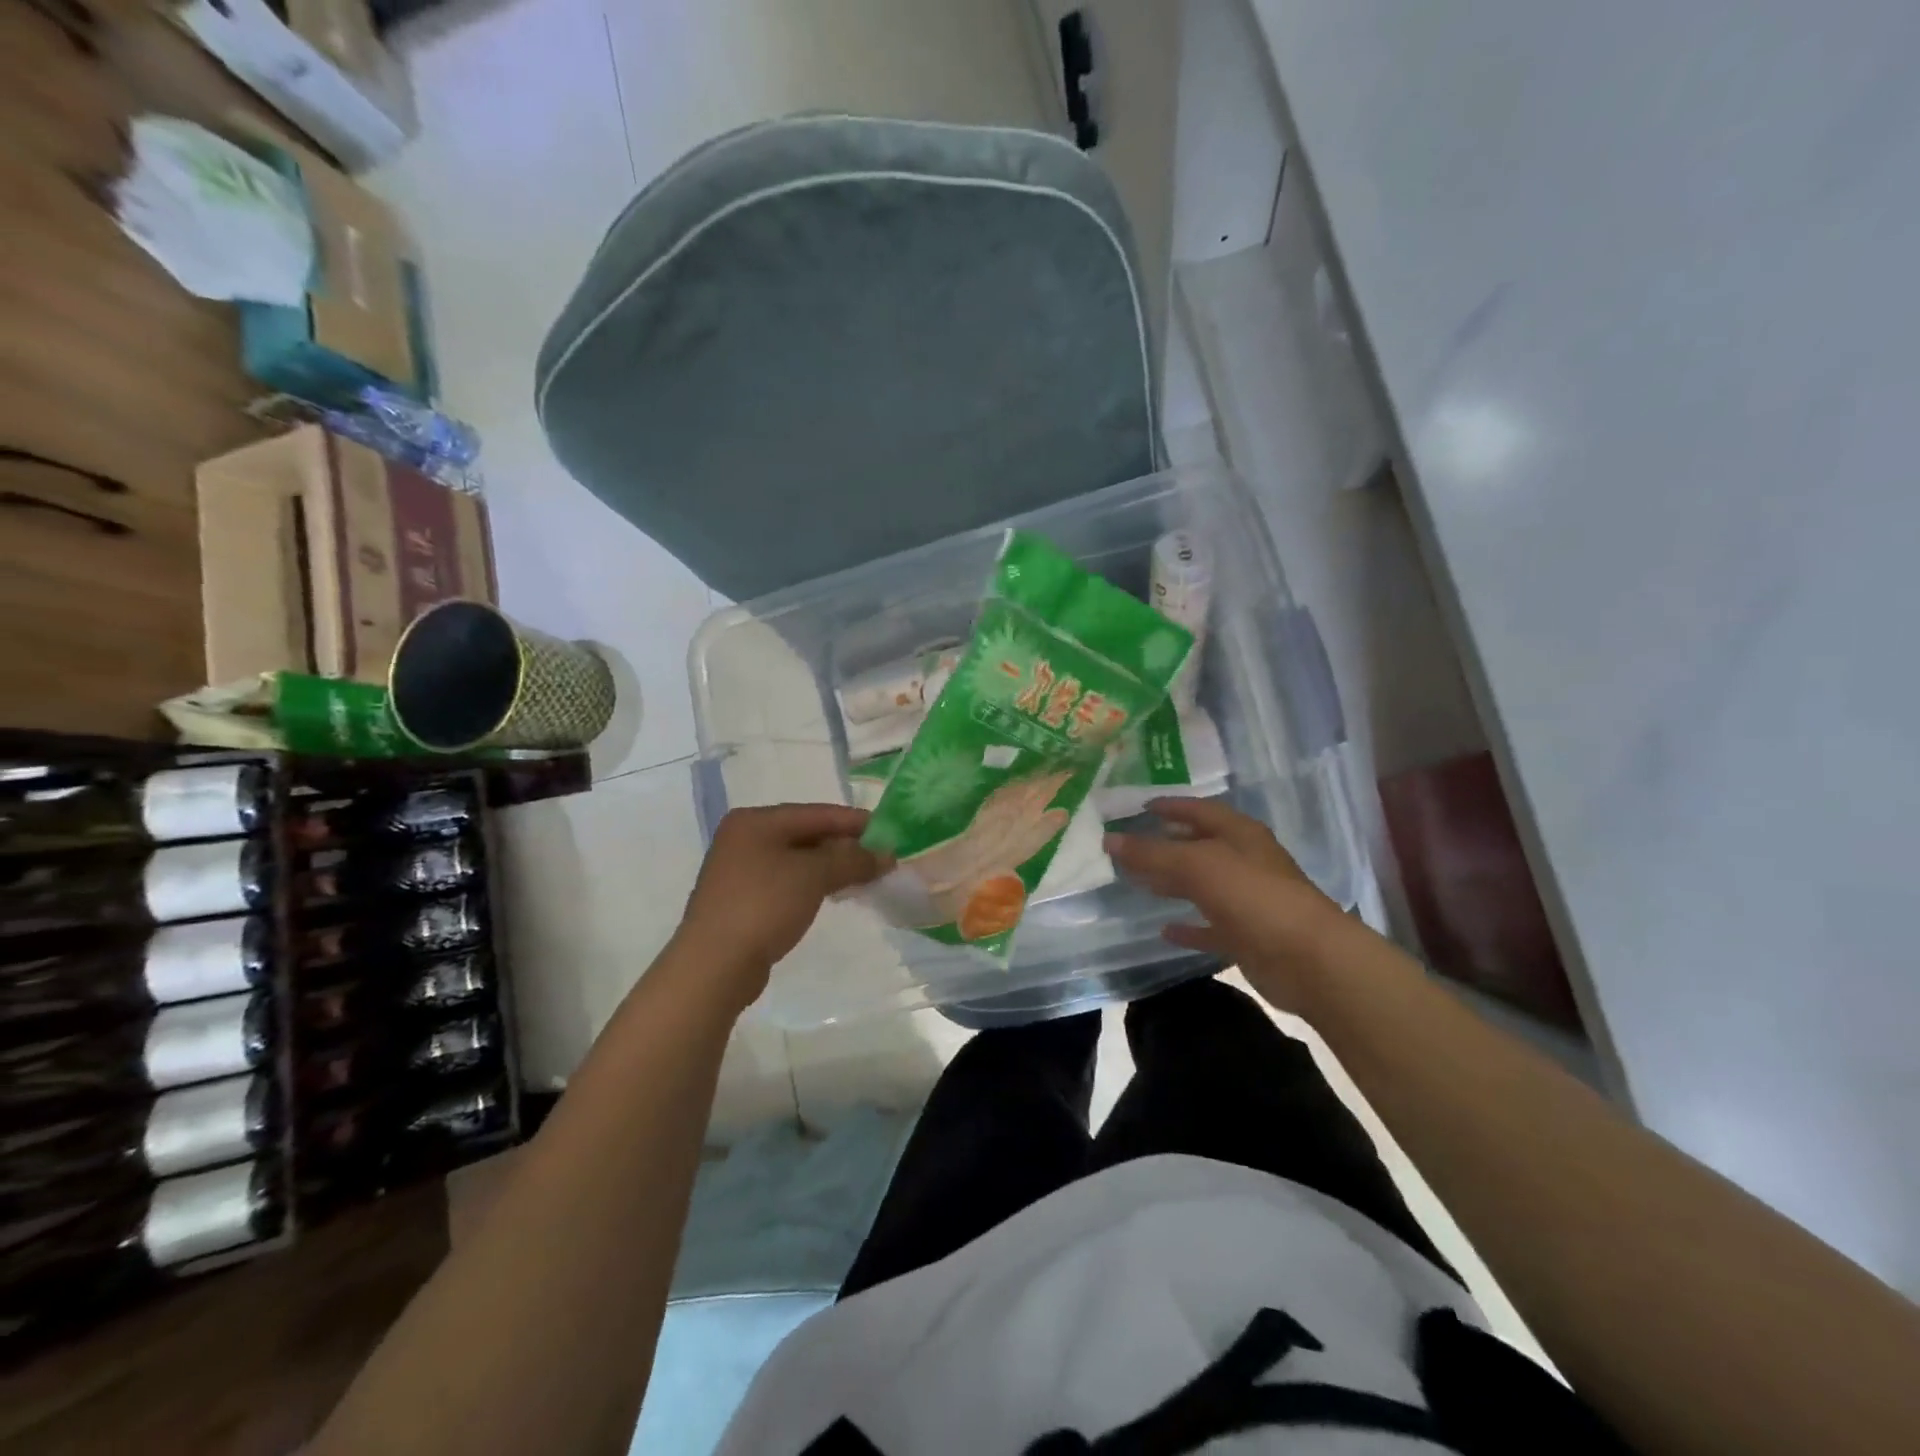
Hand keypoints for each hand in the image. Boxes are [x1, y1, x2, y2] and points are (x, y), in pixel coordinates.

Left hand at [673, 804, 888, 1008]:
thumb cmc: (764, 905)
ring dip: (831, 867)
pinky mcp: (741, 899)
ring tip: (863, 877)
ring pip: (797, 859)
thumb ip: (853, 859)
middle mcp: (743, 838)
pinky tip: (833, 895)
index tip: (889, 832)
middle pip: (805, 834)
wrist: (714, 965)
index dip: (854, 822)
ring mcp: (739, 870)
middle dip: (844, 846)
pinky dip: (812, 884)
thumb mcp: (814, 875)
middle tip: (880, 858)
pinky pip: (786, 881)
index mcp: (755, 821)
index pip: (816, 813)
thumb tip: (886, 855)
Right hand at [1104, 798, 1354, 1010]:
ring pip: (1202, 885)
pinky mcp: (1247, 935)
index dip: (1171, 806)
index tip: (1140, 807)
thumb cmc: (1253, 896)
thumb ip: (1151, 853)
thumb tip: (1108, 840)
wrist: (1308, 959)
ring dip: (1173, 883)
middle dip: (1167, 844)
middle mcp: (1245, 861)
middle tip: (1130, 846)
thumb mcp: (1196, 866)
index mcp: (1239, 834)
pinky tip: (1163, 930)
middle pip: (1199, 846)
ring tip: (1137, 882)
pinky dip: (1188, 927)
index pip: (1199, 810)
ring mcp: (1247, 899)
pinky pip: (1210, 926)